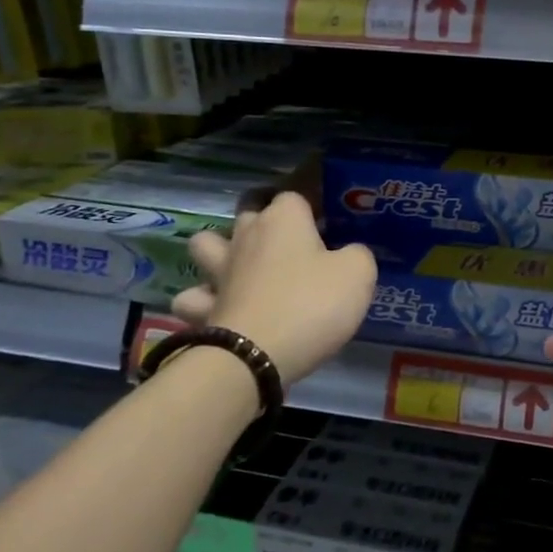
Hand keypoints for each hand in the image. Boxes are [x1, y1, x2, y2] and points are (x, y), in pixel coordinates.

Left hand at [171, 192, 376, 387]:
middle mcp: (246, 236)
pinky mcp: (202, 309)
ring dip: (219, 250)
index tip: (330, 217)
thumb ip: (357, 254)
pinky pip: (194, 296)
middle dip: (264, 219)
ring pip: (205, 244)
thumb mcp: (358, 274)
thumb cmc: (310, 306)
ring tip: (242, 264)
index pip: (296, 192)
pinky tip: (220, 306)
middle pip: (249, 210)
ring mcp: (218, 272)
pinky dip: (203, 300)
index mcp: (284, 220)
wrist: (254, 359)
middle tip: (290, 240)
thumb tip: (348, 253)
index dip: (313, 202)